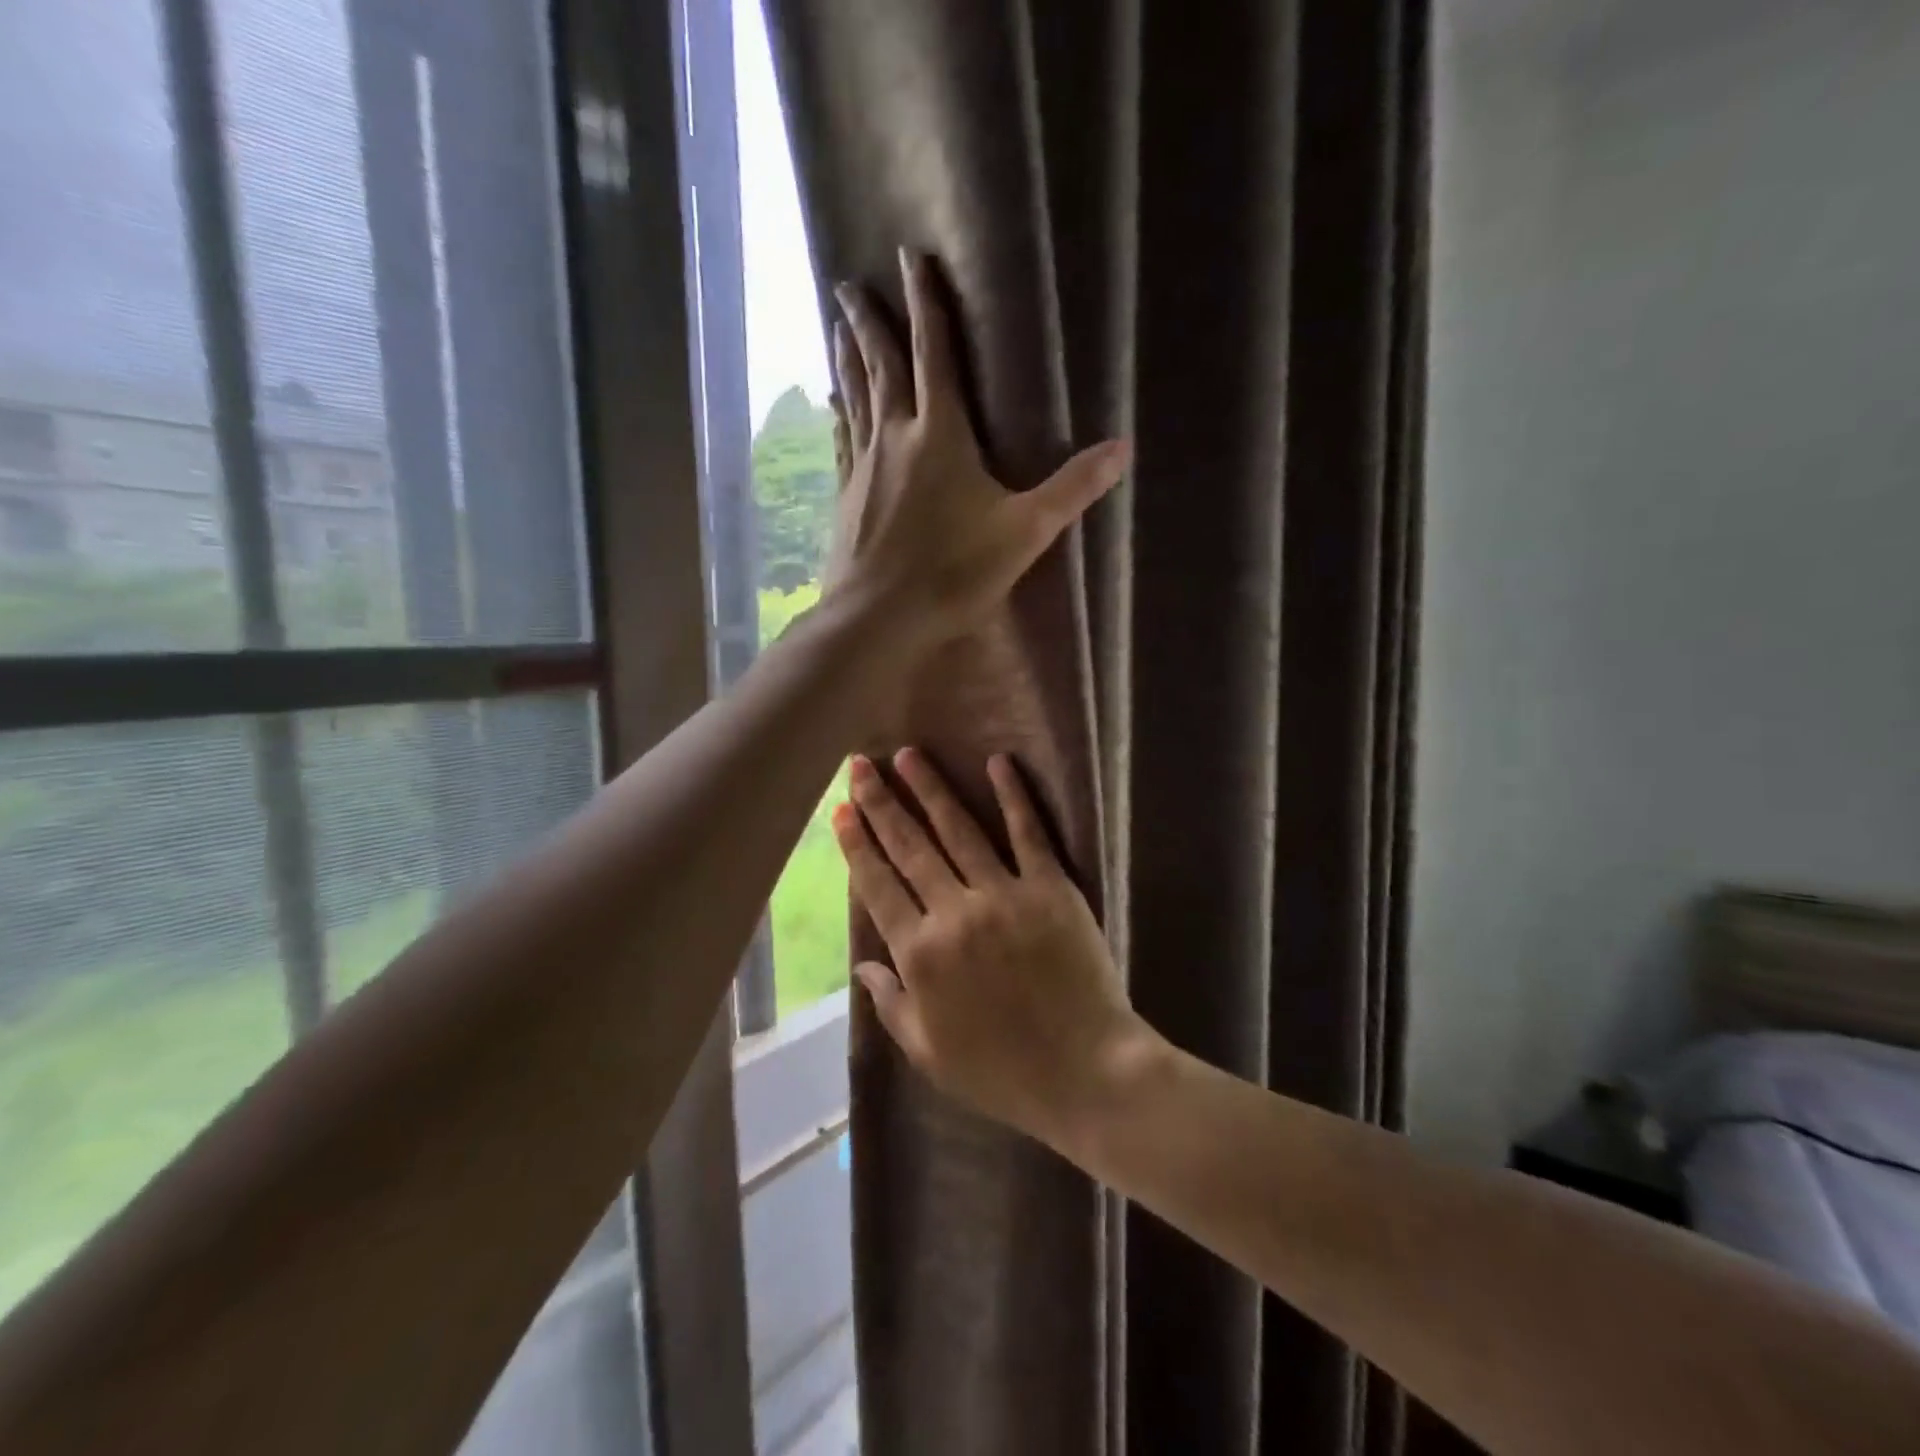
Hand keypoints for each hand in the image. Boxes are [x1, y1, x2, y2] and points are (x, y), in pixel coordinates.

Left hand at [826, 250, 1129, 652]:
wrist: (878, 618)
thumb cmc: (953, 573)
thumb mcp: (1025, 532)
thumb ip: (1071, 489)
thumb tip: (1122, 448)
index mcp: (941, 434)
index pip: (934, 352)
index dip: (926, 303)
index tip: (909, 258)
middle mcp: (895, 437)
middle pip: (882, 366)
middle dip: (870, 321)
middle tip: (851, 284)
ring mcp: (864, 468)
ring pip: (855, 399)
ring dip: (848, 359)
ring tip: (836, 326)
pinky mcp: (846, 498)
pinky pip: (842, 442)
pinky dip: (839, 416)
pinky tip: (832, 407)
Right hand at [831, 747, 1160, 1146]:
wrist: (1085, 1072)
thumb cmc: (1003, 1072)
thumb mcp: (930, 1053)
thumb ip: (892, 1005)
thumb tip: (863, 966)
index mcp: (920, 955)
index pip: (878, 886)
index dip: (857, 844)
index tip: (841, 810)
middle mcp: (953, 913)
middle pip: (910, 847)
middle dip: (881, 803)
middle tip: (861, 764)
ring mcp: (1004, 895)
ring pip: (958, 830)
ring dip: (930, 788)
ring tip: (909, 754)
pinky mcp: (1050, 888)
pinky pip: (1028, 833)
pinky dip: (1012, 795)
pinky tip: (998, 762)